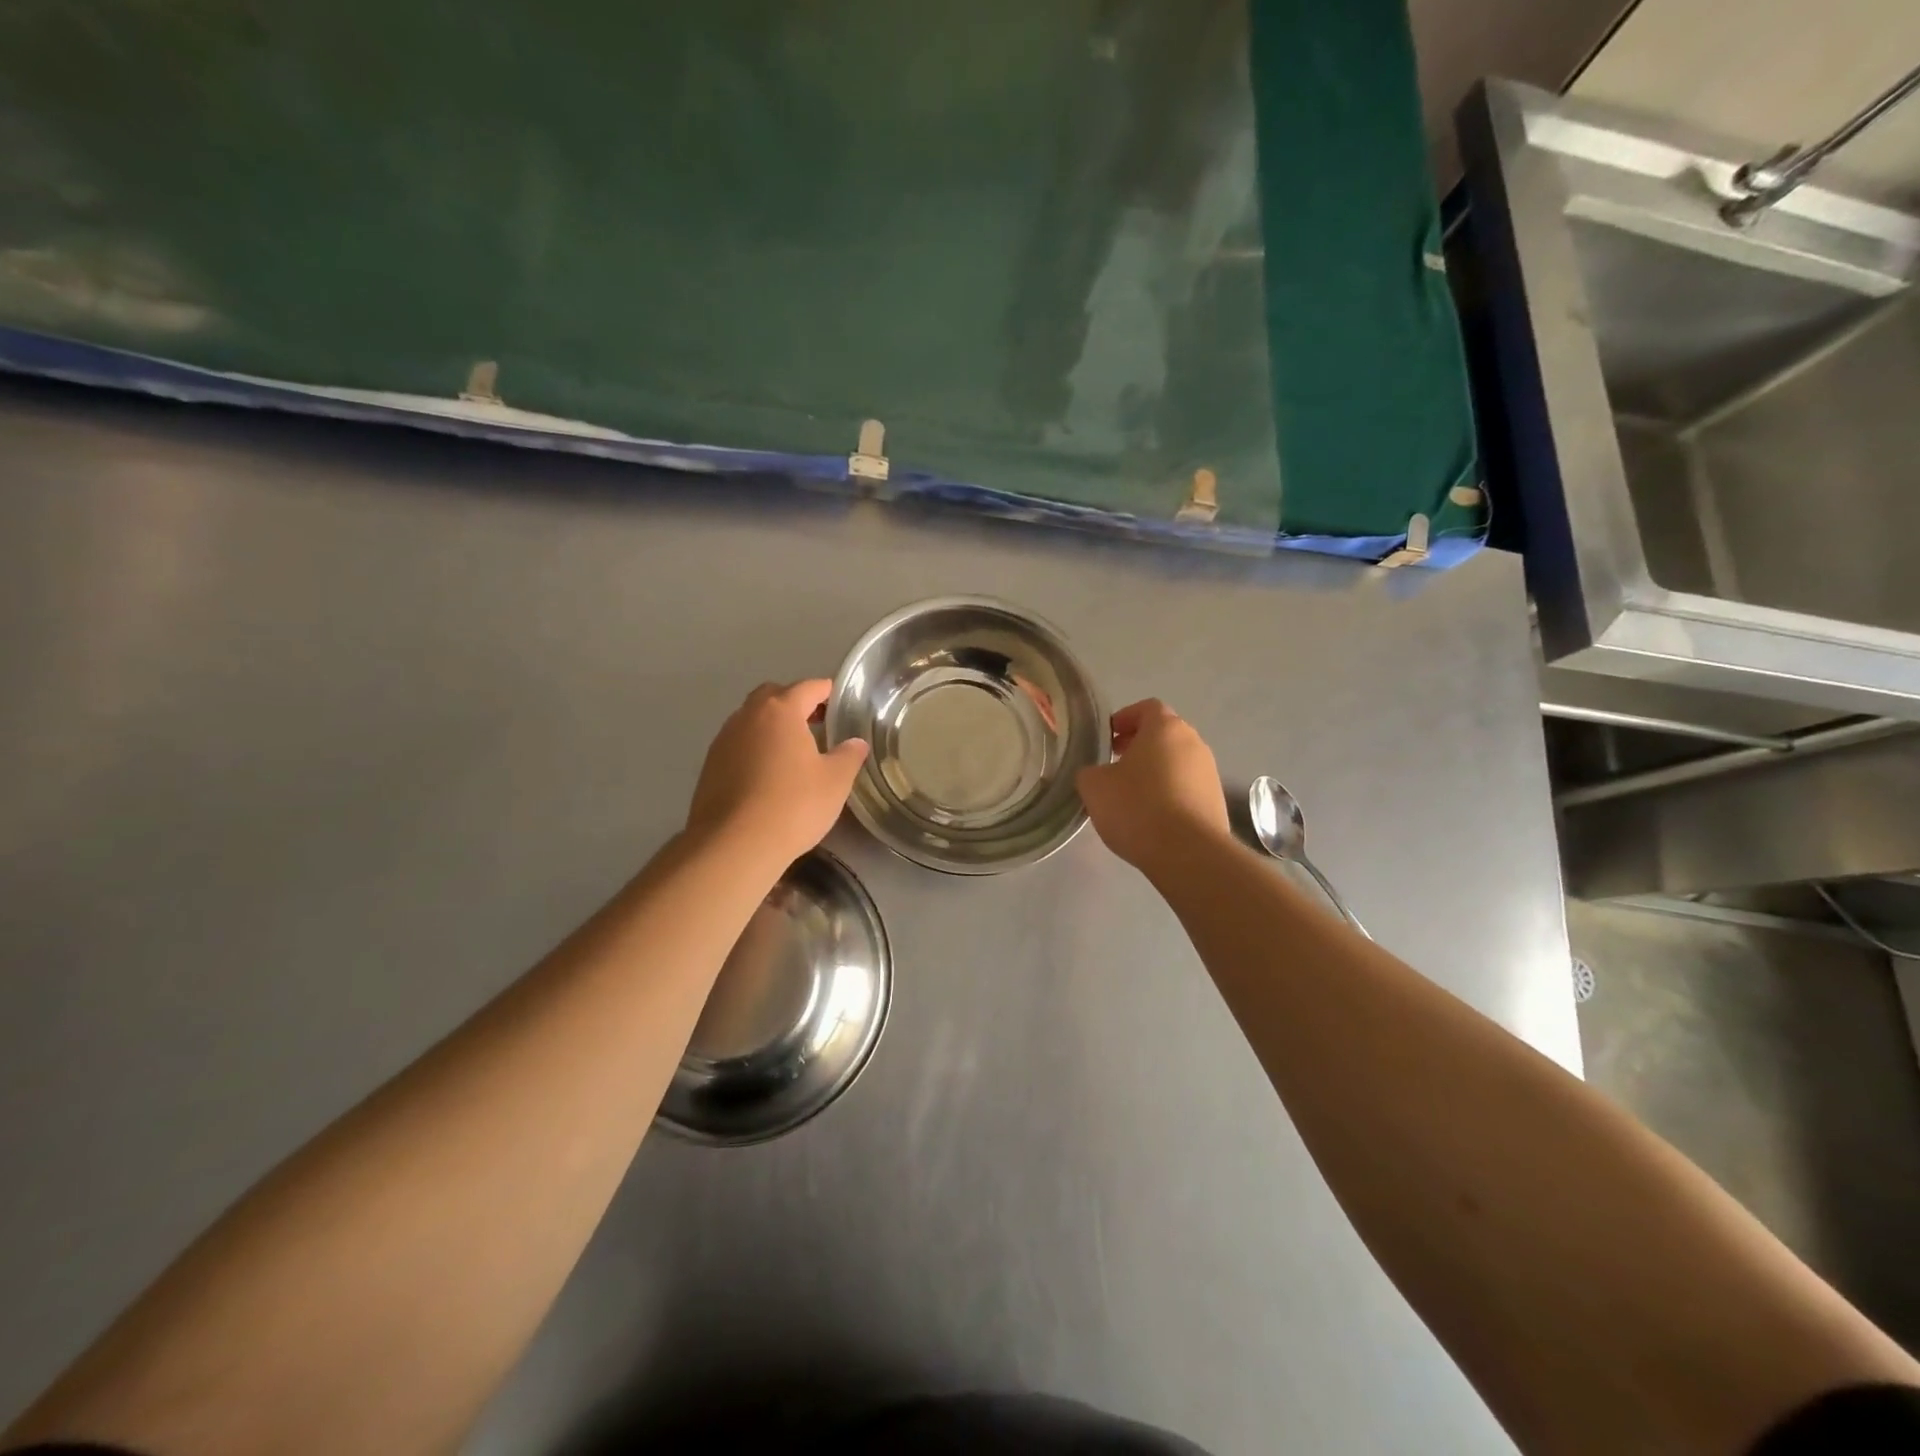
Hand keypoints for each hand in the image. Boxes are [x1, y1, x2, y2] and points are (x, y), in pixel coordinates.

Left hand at [686, 679, 868, 872]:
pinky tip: (767, 775)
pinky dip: (754, 749)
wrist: (734, 845)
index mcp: (780, 711)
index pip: (807, 687)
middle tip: (816, 723)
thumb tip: (856, 743)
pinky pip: (738, 745)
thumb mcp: (835, 781)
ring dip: (771, 727)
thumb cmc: (793, 805)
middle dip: (794, 703)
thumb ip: (848, 756)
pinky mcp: (709, 767)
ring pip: (751, 720)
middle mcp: (747, 717)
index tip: (838, 701)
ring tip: (792, 751)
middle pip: (773, 696)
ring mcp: (723, 741)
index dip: (826, 690)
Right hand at [1076, 699, 1228, 873]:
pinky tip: (1152, 817)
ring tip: (1132, 796)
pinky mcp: (1216, 801)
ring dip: (1155, 771)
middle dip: (1138, 746)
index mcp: (1165, 728)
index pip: (1146, 708)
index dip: (1124, 719)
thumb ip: (1090, 771)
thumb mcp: (1094, 786)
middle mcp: (1193, 742)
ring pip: (1176, 762)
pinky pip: (1187, 787)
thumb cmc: (1137, 807)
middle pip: (1164, 734)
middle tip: (1115, 766)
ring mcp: (1210, 772)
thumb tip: (1096, 774)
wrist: (1188, 853)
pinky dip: (1170, 793)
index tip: (1107, 739)